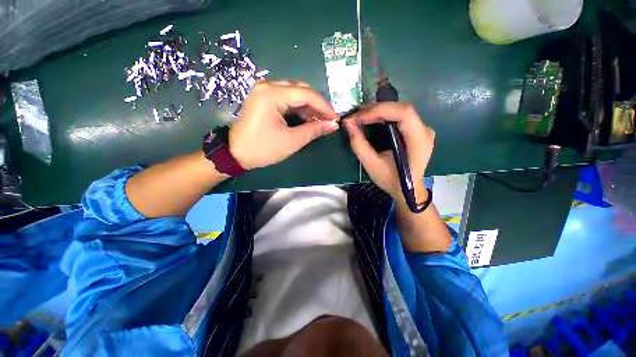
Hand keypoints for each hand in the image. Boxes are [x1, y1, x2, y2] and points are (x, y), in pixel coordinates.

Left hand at [229, 80, 338, 169]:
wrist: (236, 154)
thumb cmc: (263, 149)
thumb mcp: (291, 141)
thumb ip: (314, 130)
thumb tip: (333, 125)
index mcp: (271, 94)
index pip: (305, 94)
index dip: (324, 106)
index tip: (335, 118)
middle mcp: (267, 86)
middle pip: (301, 89)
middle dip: (317, 105)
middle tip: (328, 120)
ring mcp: (265, 91)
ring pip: (295, 93)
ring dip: (309, 107)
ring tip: (320, 122)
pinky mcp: (264, 98)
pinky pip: (287, 99)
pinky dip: (299, 108)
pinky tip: (307, 119)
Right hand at [344, 103, 434, 204]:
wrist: (407, 190)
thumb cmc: (391, 181)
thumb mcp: (372, 165)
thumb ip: (359, 145)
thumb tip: (348, 124)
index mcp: (419, 141)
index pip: (404, 113)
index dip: (380, 110)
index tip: (358, 117)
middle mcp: (425, 131)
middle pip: (401, 109)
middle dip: (376, 109)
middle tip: (355, 115)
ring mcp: (422, 129)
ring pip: (400, 110)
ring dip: (378, 110)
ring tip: (360, 115)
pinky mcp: (416, 130)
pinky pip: (399, 116)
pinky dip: (383, 114)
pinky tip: (371, 118)